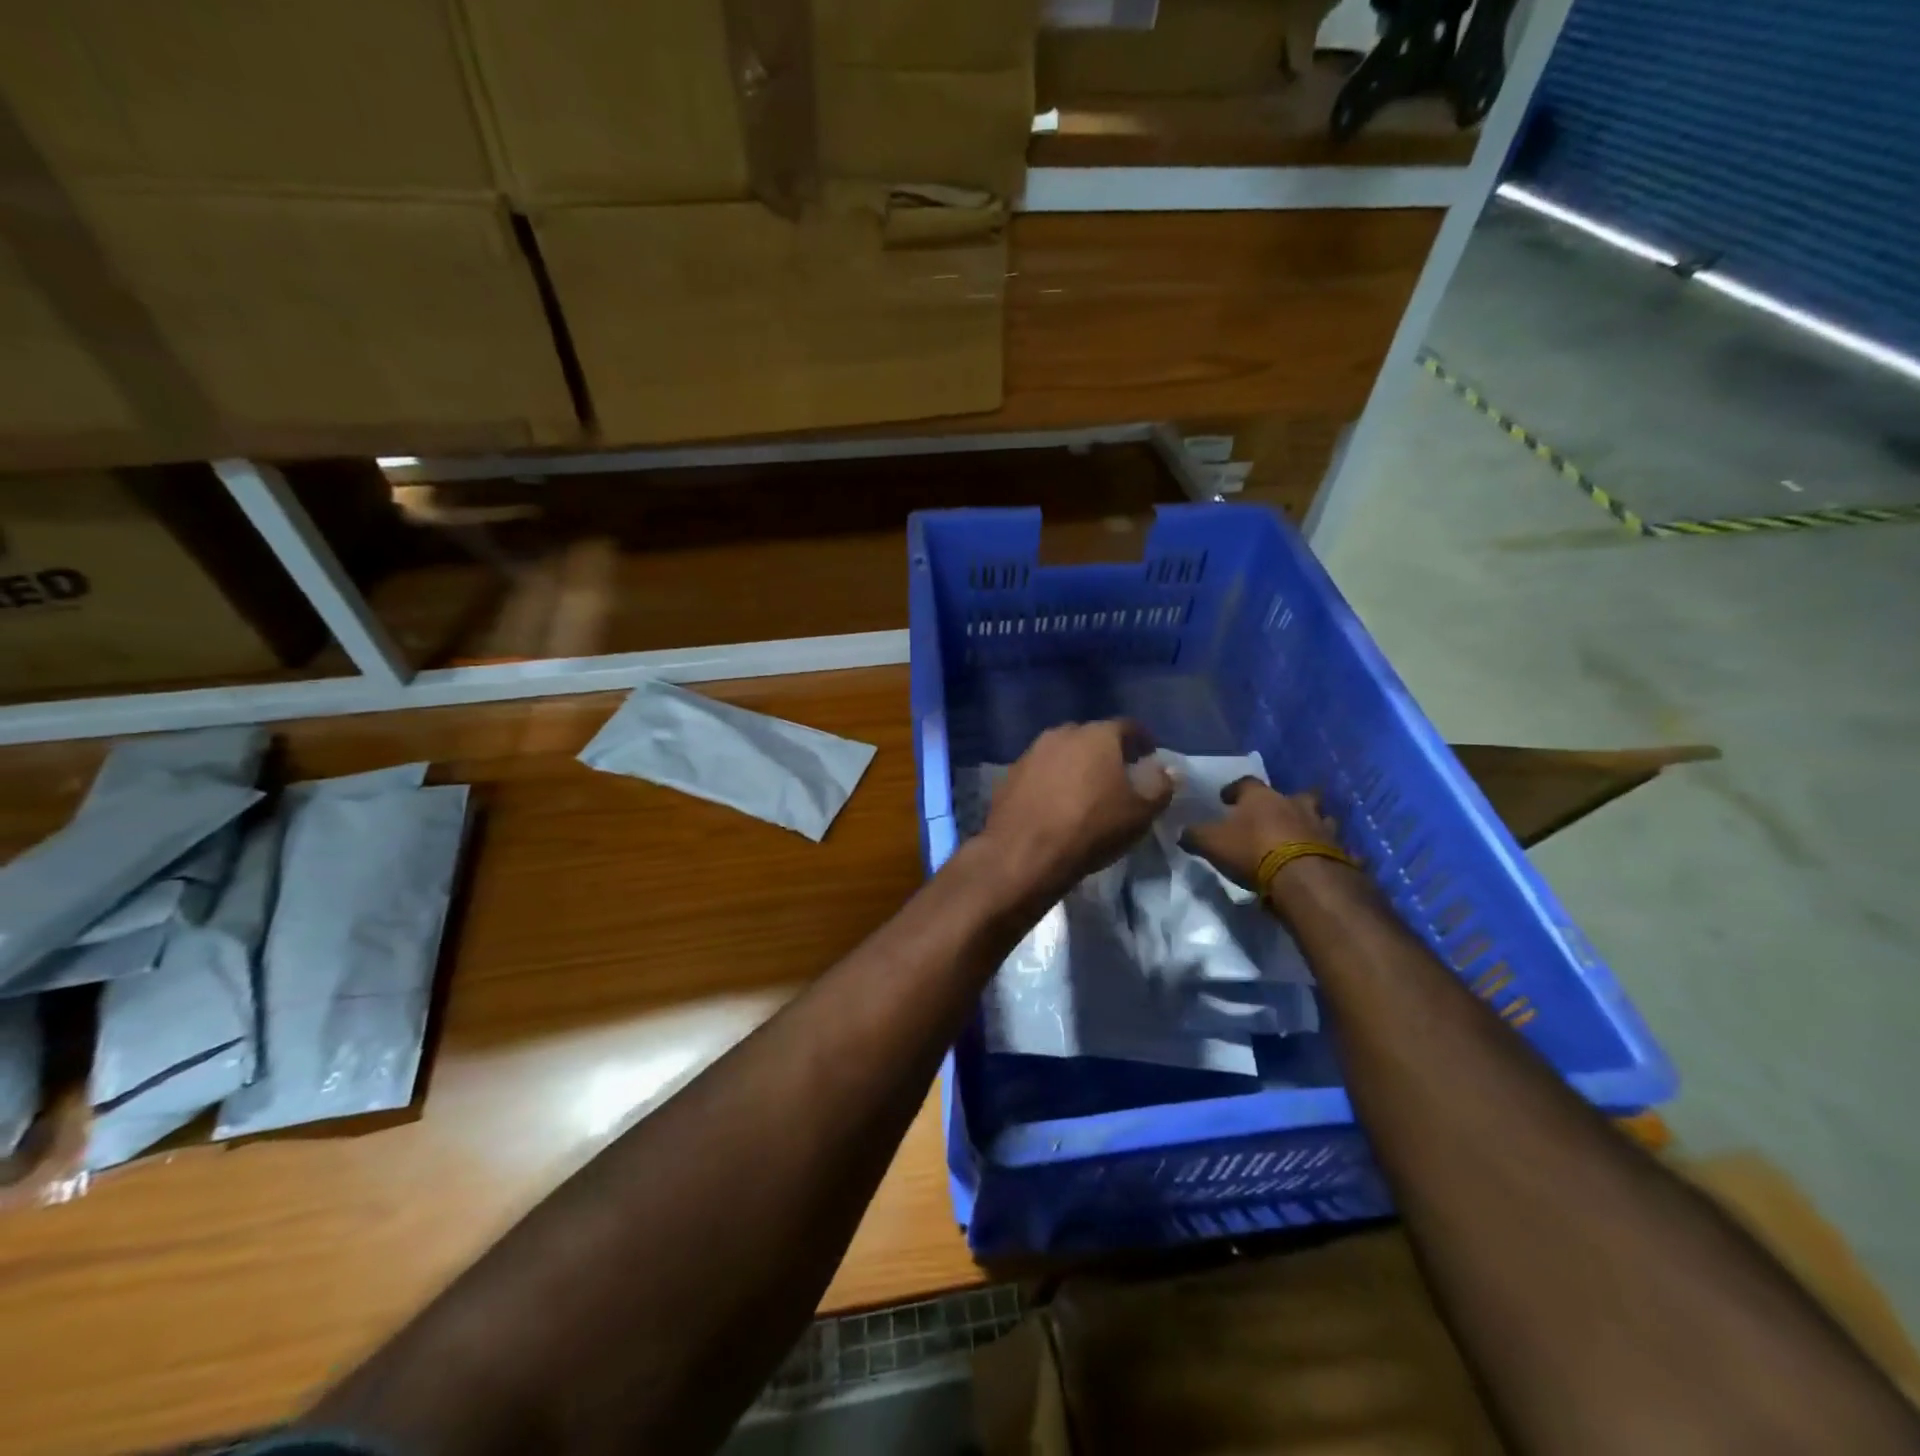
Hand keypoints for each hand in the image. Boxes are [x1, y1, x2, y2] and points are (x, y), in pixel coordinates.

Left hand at [982, 721, 1174, 901]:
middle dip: (1106, 751)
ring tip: (1085, 789)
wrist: (1024, 852)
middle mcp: (1061, 734)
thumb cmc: (1091, 828)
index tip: (1149, 756)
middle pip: (1091, 736)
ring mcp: (1031, 753)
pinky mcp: (1009, 774)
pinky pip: (1039, 771)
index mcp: (1096, 735)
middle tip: (1117, 773)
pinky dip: (1050, 780)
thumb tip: (1167, 769)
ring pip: (1061, 752)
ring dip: (1075, 765)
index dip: (1142, 740)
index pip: (1127, 726)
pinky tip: (1055, 802)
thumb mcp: (1139, 812)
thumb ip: (1160, 785)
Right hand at [1180, 778, 1343, 891]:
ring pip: (1322, 818)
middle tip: (1276, 815)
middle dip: (1287, 802)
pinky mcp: (1341, 852)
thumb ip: (1195, 836)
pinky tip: (1325, 862)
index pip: (1246, 783)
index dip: (1234, 790)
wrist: (1303, 879)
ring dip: (1313, 825)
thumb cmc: (1253, 852)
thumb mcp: (1211, 843)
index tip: (1226, 799)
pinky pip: (1338, 849)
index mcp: (1262, 798)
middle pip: (1296, 794)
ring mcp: (1323, 827)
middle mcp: (1295, 804)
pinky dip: (1331, 853)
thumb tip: (1182, 832)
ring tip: (1302, 838)